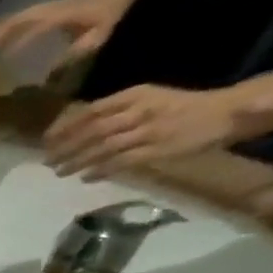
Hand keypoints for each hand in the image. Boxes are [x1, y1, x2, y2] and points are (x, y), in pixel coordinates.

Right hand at [0, 0, 127, 68]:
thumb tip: (52, 73)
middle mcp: (46, 11)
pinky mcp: (38, 11)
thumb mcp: (96, 37)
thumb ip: (75, 53)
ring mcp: (40, 9)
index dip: (17, 44)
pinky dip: (1, 31)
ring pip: (11, 19)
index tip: (2, 62)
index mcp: (59, 17)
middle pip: (14, 21)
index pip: (34, 29)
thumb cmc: (103, 17)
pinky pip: (14, 20)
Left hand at [44, 84, 250, 177]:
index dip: (65, 128)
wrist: (225, 112)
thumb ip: (117, 110)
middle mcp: (139, 111)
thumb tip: (80, 127)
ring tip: (60, 171)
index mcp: (135, 95)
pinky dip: (100, 170)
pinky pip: (121, 162)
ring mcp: (148, 131)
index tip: (47, 141)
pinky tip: (85, 177)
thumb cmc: (182, 106)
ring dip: (78, 161)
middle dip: (66, 147)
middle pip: (92, 131)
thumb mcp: (148, 98)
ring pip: (103, 148)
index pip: (90, 112)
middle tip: (47, 160)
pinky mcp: (157, 150)